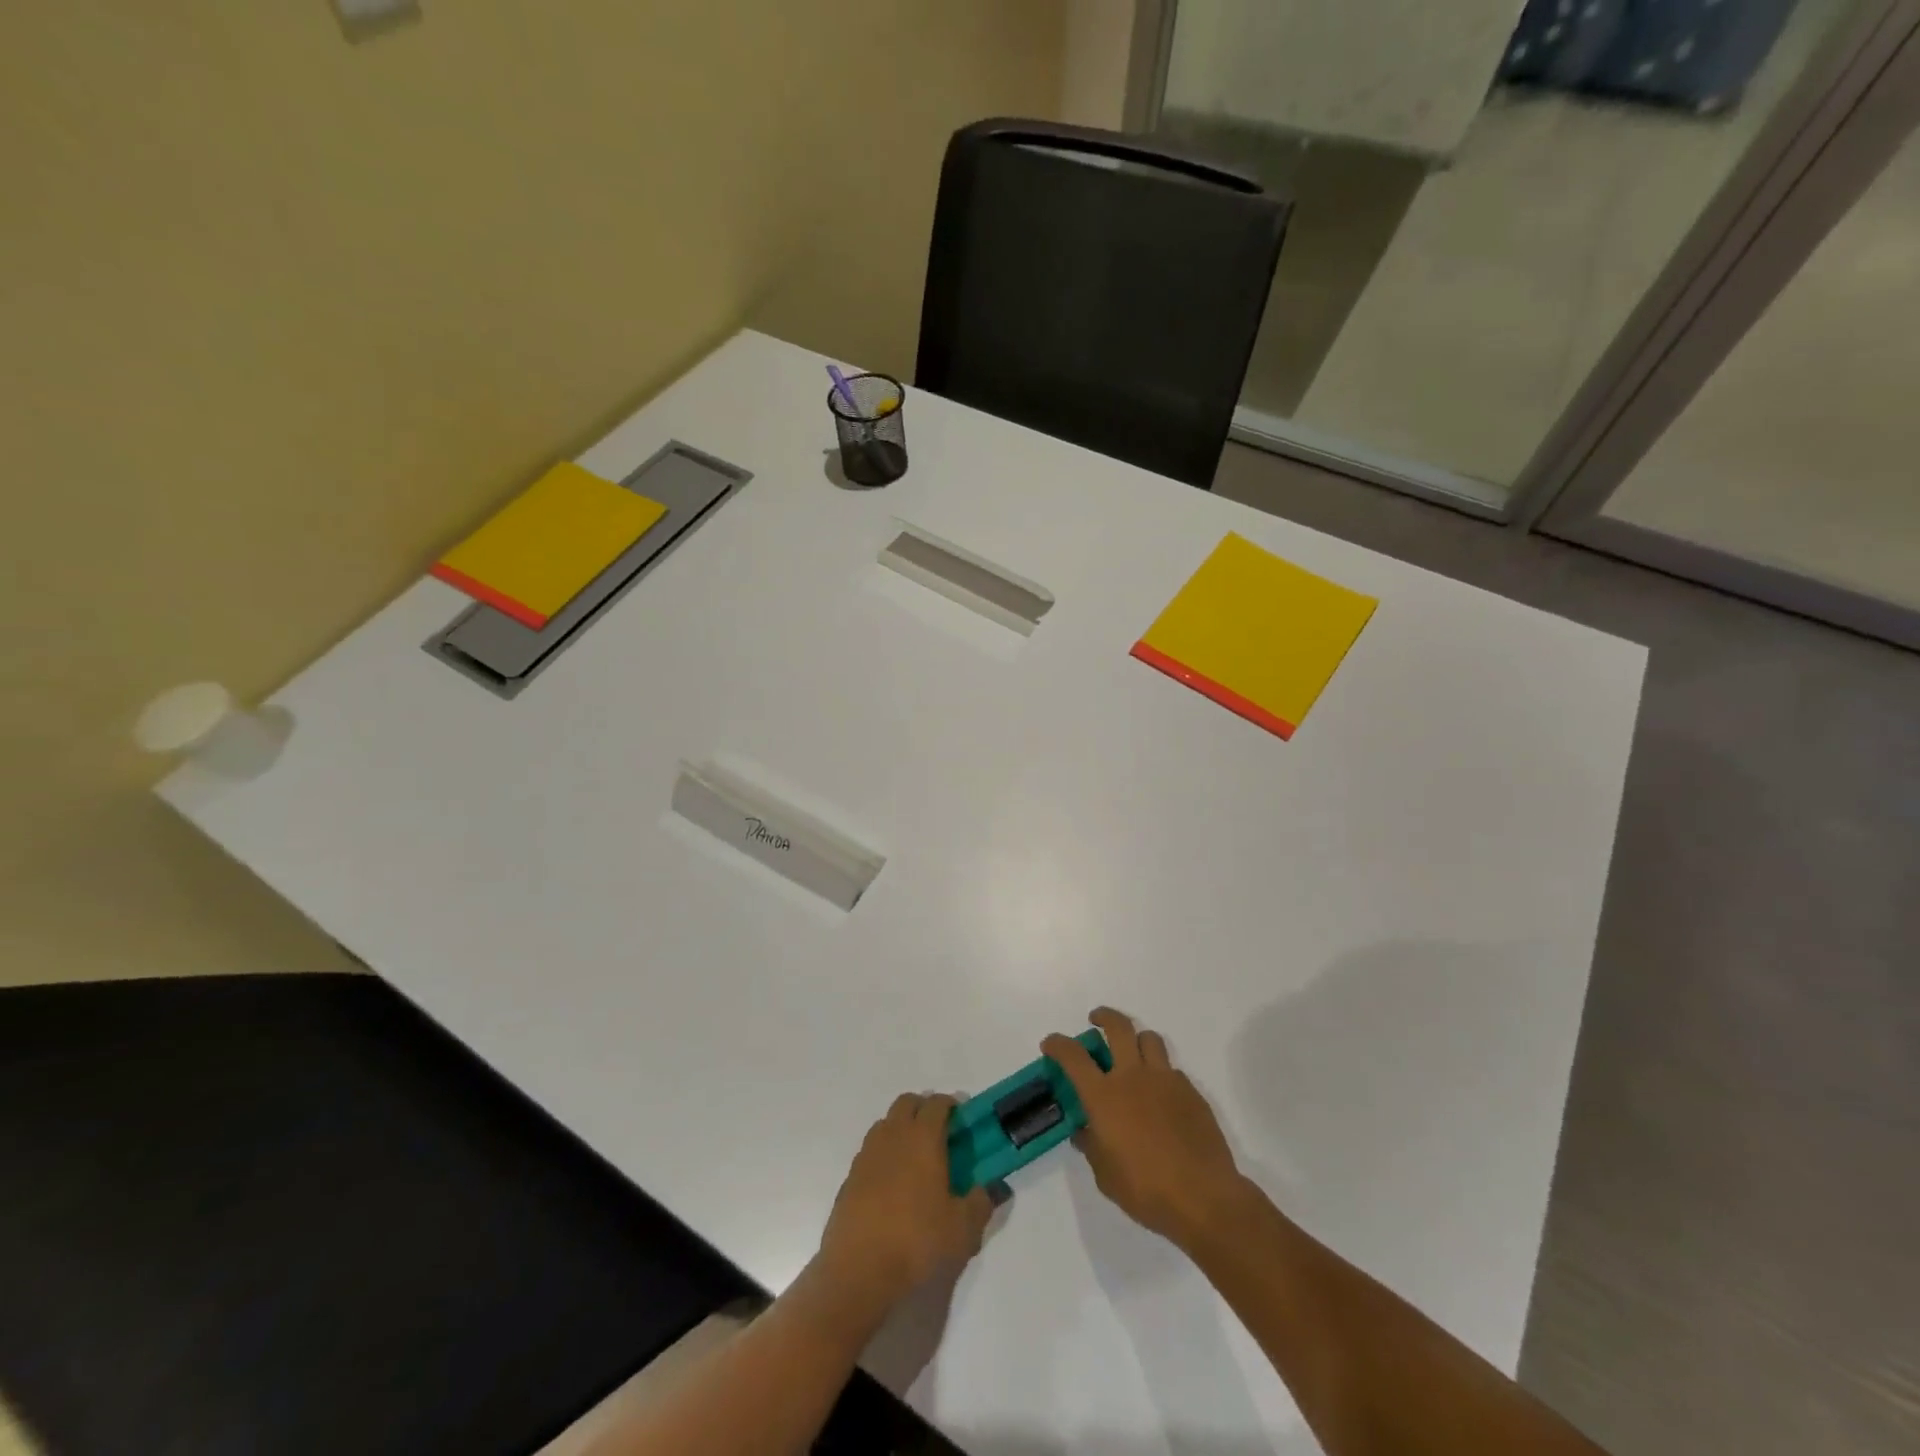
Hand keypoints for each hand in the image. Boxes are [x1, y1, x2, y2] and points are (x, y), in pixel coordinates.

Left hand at [815, 1093, 992, 1316]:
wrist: (858, 1270)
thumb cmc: (917, 1241)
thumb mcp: (962, 1228)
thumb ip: (982, 1202)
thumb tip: (994, 1187)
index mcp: (922, 1138)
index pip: (937, 1104)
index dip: (951, 1105)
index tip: (961, 1120)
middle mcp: (893, 1136)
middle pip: (907, 1103)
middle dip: (924, 1109)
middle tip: (940, 1134)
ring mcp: (867, 1154)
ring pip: (886, 1123)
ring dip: (901, 1128)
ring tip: (916, 1158)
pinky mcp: (850, 1177)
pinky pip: (871, 1150)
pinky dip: (884, 1154)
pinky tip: (892, 1184)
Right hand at [1044, 1008, 1246, 1248]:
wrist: (1203, 1197)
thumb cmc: (1145, 1189)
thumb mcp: (1105, 1175)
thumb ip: (1092, 1146)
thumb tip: (1085, 1132)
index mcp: (1104, 1096)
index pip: (1073, 1056)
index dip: (1058, 1044)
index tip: (1050, 1044)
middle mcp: (1133, 1077)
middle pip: (1118, 1027)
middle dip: (1104, 1016)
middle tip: (1096, 1020)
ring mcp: (1165, 1080)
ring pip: (1149, 1038)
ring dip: (1136, 1039)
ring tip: (1133, 1053)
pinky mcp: (1191, 1092)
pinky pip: (1172, 1070)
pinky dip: (1161, 1074)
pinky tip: (1161, 1097)